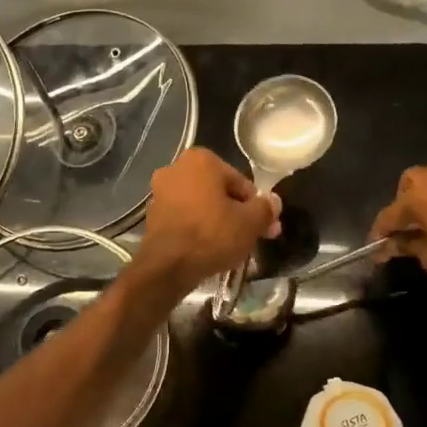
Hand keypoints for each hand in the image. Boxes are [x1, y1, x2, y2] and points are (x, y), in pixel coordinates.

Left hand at [132, 148, 280, 294]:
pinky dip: (198, 229)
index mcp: (201, 160)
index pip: (240, 182)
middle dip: (237, 213)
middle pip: (219, 192)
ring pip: (201, 205)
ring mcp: (160, 192)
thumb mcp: (250, 222)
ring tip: (232, 246)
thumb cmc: (212, 235)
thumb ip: (265, 208)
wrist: (168, 266)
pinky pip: (185, 218)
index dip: (256, 206)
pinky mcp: (152, 215)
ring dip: (218, 221)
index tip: (266, 226)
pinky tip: (209, 248)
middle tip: (252, 237)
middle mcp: (176, 168)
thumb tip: (274, 201)